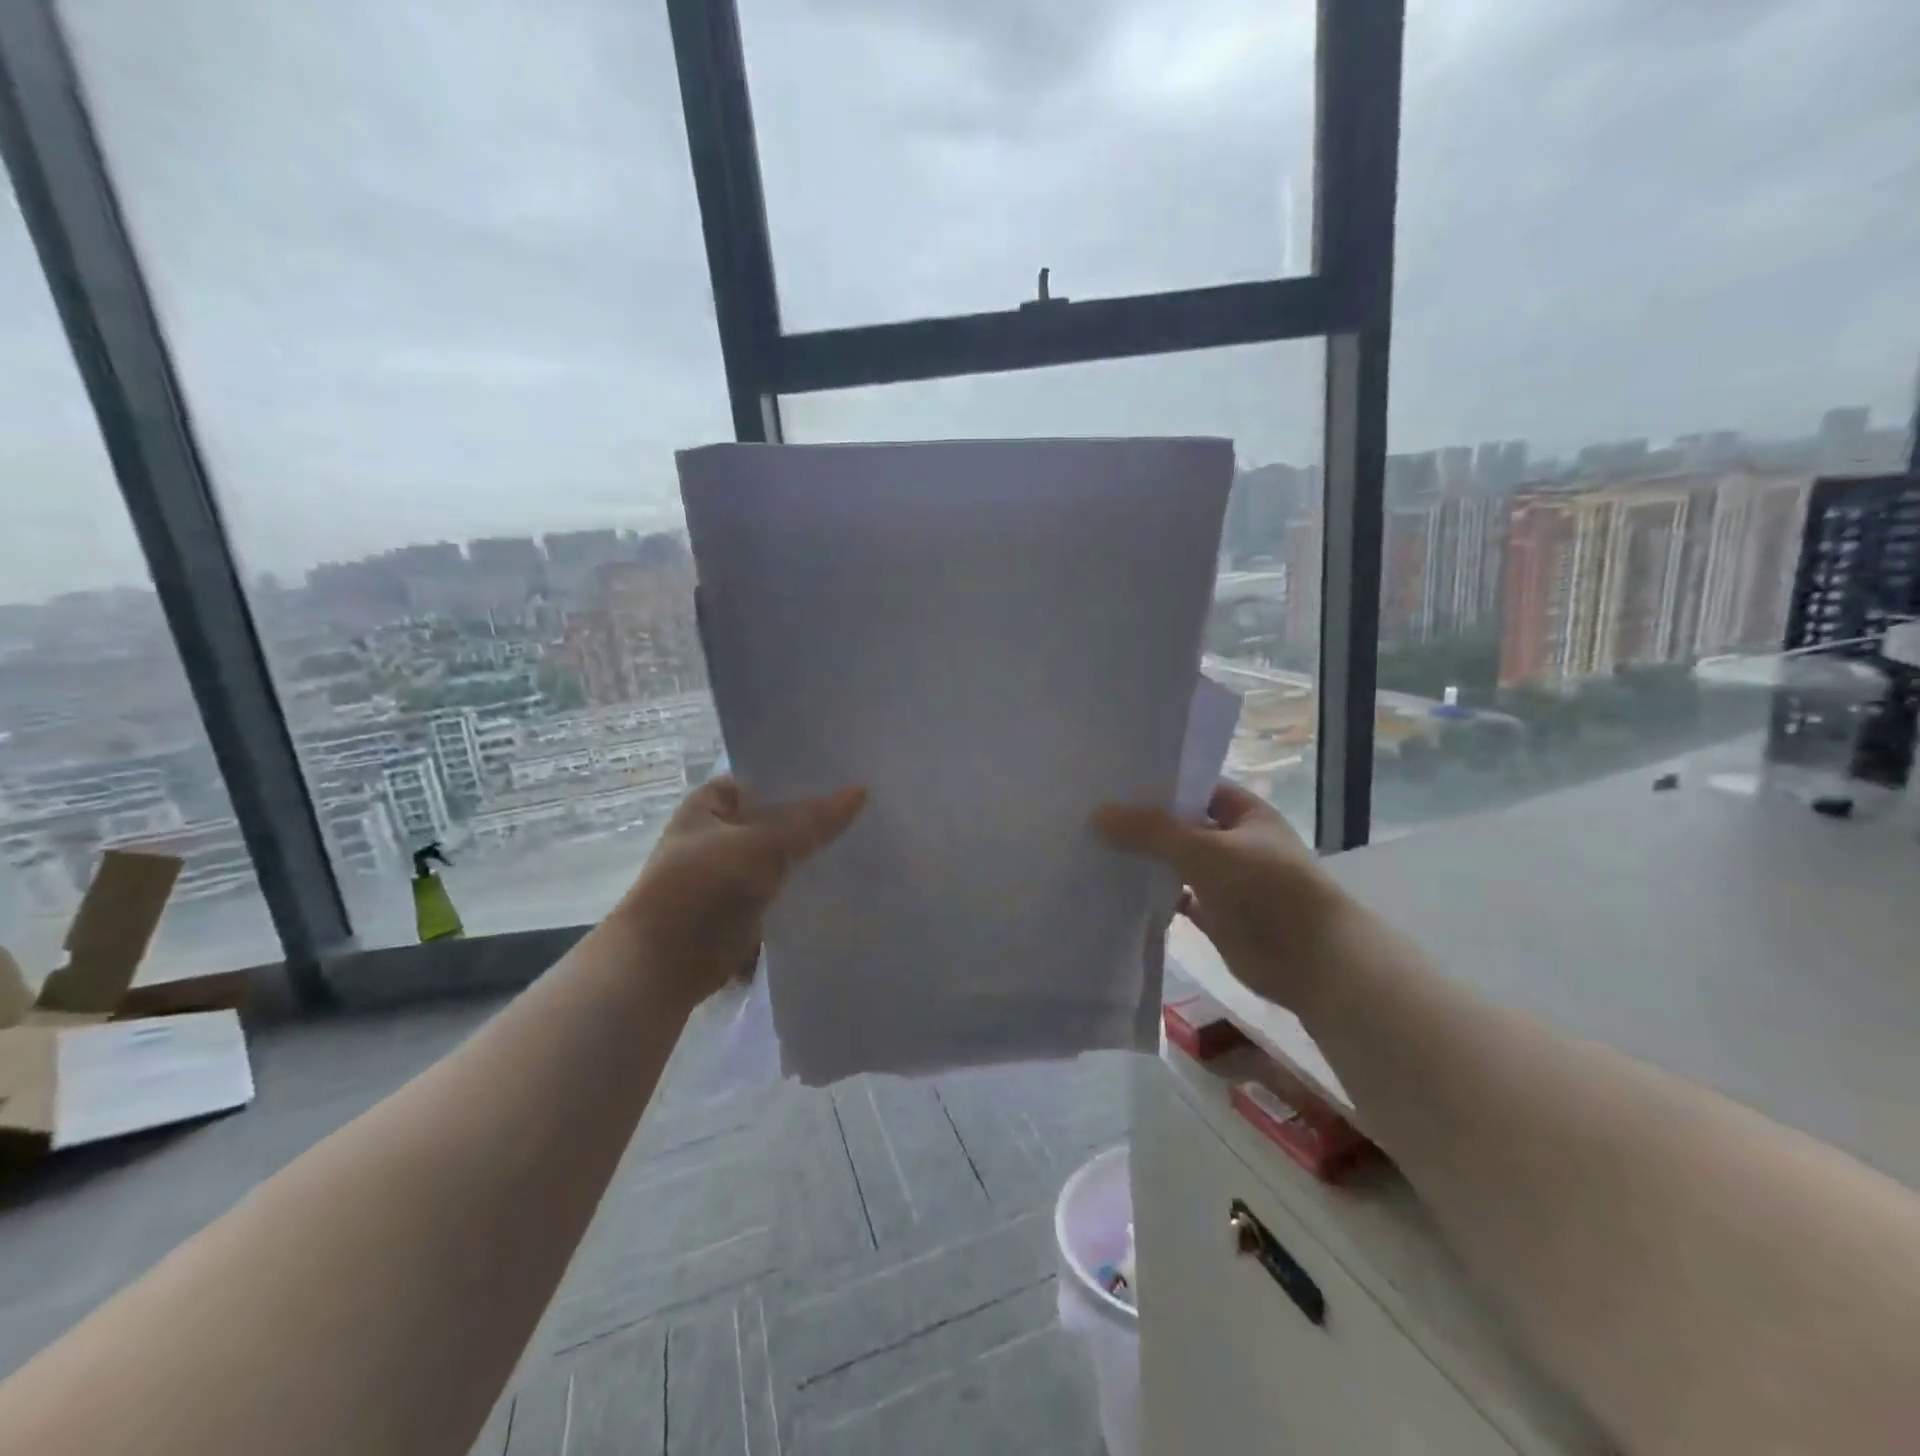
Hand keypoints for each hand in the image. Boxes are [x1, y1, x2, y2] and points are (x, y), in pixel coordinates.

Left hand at [613, 775, 866, 1008]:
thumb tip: (862, 790)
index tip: (850, 768)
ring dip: (819, 846)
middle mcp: (726, 829)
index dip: (805, 773)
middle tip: (872, 799)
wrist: (663, 963)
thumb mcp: (758, 844)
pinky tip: (852, 869)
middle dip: (819, 811)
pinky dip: (813, 877)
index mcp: (713, 801)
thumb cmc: (698, 886)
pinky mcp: (752, 901)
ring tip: (873, 830)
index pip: (768, 776)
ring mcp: (739, 866)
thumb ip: (811, 821)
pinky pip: (790, 881)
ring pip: (789, 849)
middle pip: (782, 813)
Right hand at [1094, 780, 1352, 1012]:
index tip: (1111, 784)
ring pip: (1176, 863)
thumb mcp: (1204, 850)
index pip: (1193, 787)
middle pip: (1181, 826)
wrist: (1314, 962)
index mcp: (1244, 813)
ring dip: (1145, 860)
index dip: (1156, 785)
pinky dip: (1154, 895)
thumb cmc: (1266, 890)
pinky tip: (1118, 891)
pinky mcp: (1217, 916)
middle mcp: (1235, 841)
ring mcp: (1226, 880)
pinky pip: (1177, 898)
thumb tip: (1097, 813)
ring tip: (1094, 848)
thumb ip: (1150, 831)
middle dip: (1142, 824)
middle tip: (1090, 816)